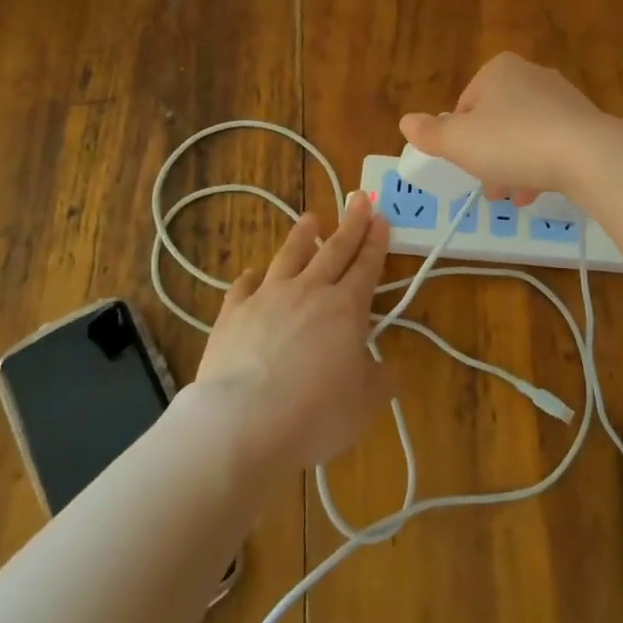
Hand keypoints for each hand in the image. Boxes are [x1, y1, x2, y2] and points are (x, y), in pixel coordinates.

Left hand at [194, 194, 392, 472]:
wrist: (241, 424)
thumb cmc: (314, 415)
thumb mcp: (364, 404)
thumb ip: (380, 379)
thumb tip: (390, 367)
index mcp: (346, 309)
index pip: (366, 266)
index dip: (376, 242)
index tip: (381, 218)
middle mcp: (309, 292)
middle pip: (334, 250)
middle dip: (350, 223)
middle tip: (360, 197)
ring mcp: (267, 298)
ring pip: (289, 257)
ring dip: (302, 236)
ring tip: (310, 218)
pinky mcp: (232, 314)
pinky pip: (243, 286)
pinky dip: (252, 277)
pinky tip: (252, 273)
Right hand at [399, 52, 610, 205]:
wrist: (588, 155)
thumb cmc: (513, 142)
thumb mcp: (459, 142)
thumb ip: (430, 133)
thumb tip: (406, 121)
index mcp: (498, 70)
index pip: (465, 105)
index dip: (459, 139)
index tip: (465, 164)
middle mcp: (531, 74)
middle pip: (495, 121)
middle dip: (488, 156)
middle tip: (488, 187)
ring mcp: (562, 97)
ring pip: (524, 135)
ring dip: (513, 166)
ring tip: (512, 197)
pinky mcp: (585, 121)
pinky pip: (552, 143)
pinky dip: (540, 166)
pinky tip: (537, 192)